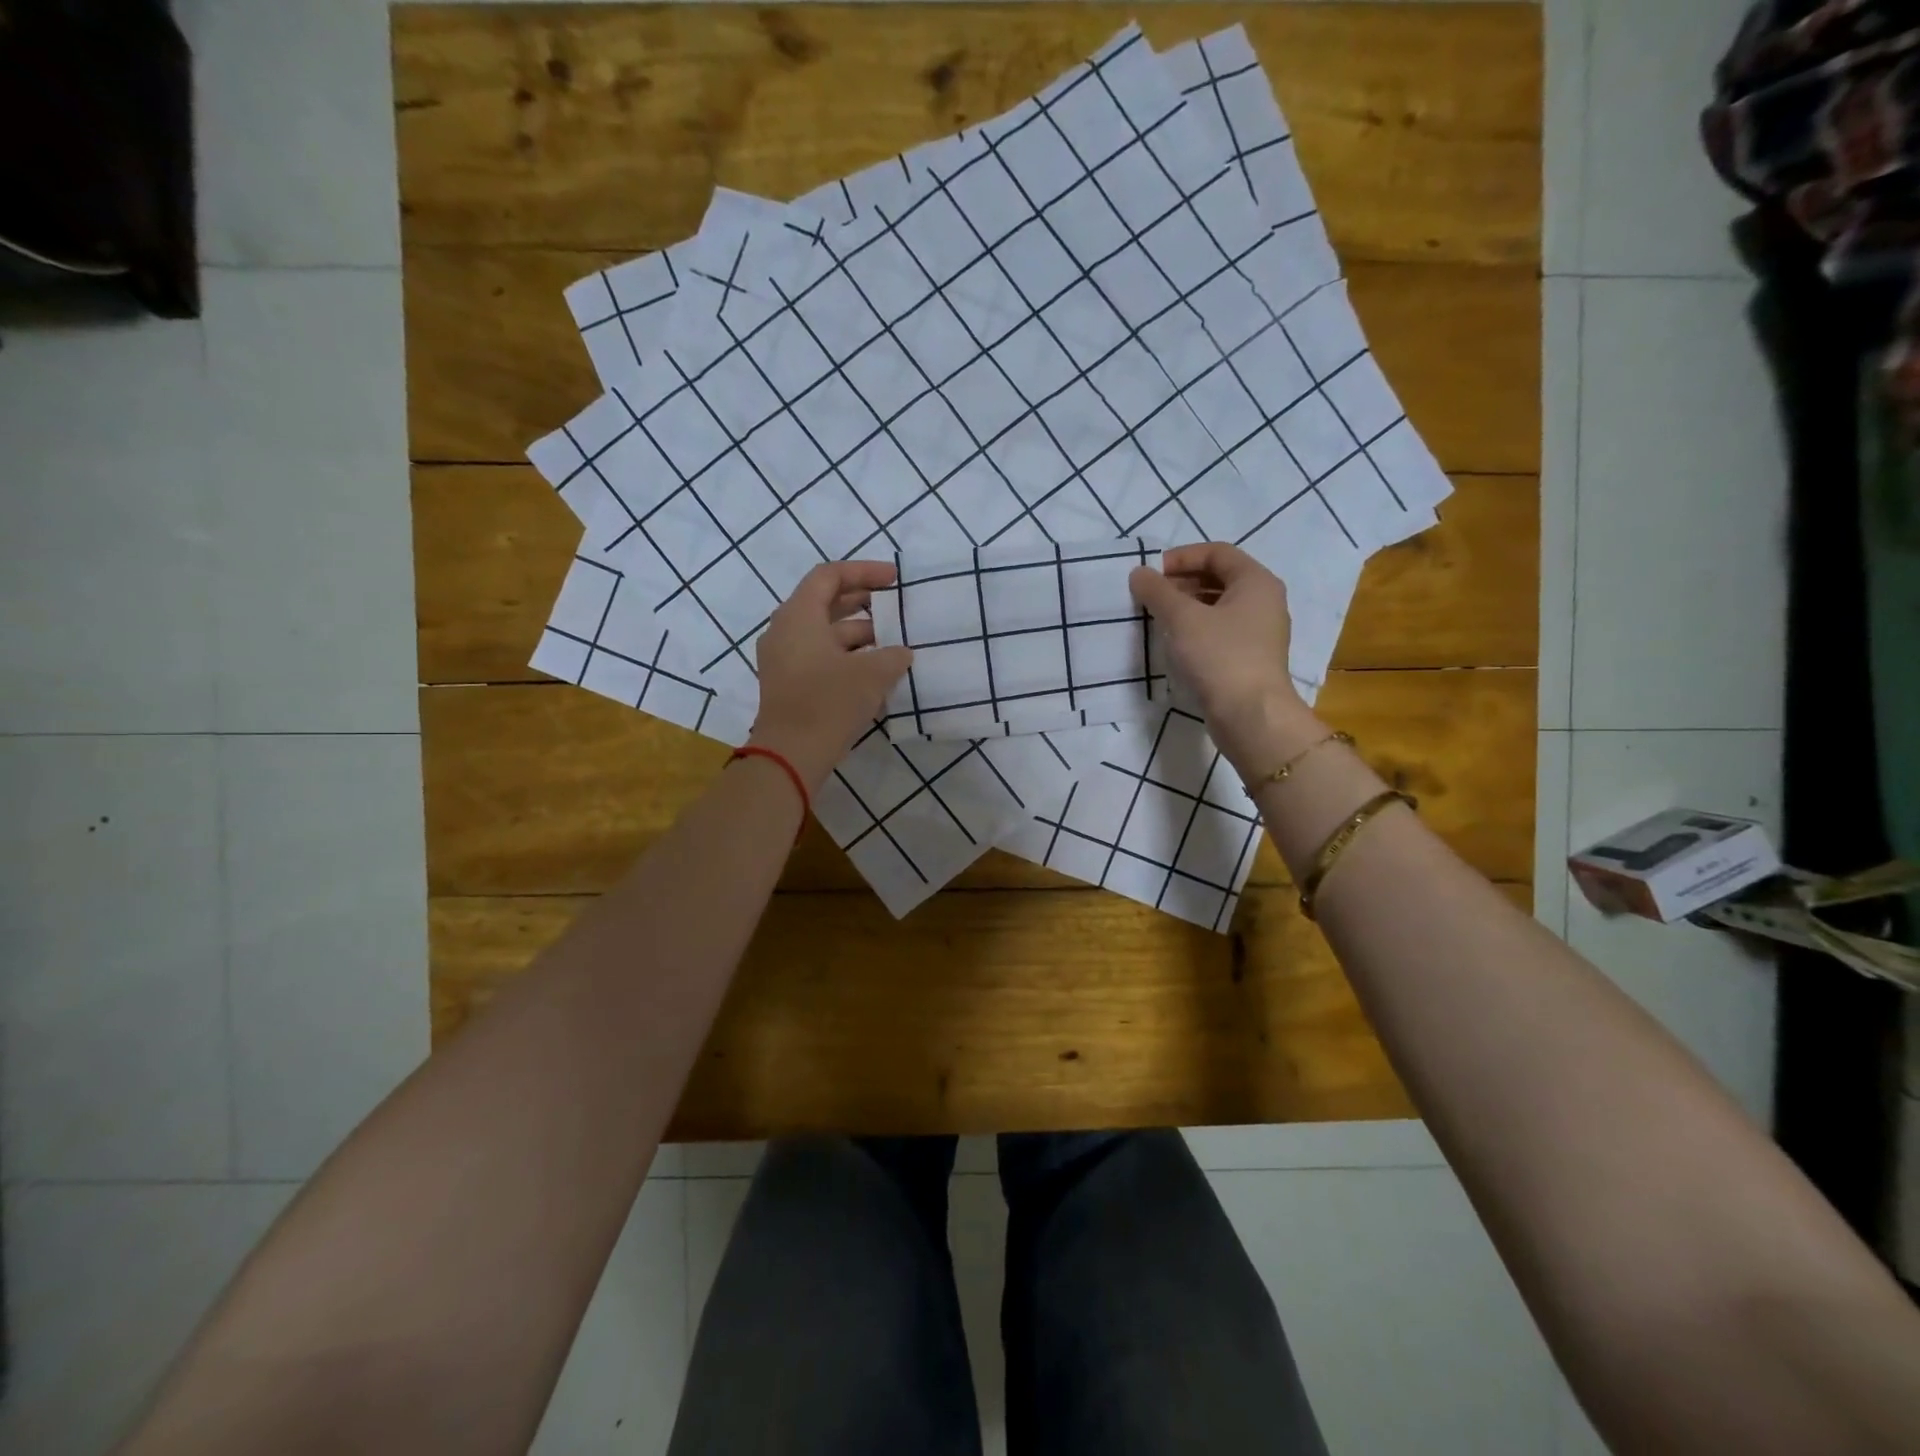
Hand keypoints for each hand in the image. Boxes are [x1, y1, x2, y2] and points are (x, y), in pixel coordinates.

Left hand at [750, 561, 912, 790]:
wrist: (791, 754)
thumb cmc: (829, 702)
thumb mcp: (872, 674)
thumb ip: (892, 656)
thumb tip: (900, 653)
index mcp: (799, 616)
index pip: (829, 576)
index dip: (864, 572)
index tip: (894, 579)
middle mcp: (786, 631)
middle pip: (825, 603)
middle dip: (863, 602)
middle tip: (895, 606)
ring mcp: (784, 659)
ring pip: (825, 633)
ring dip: (859, 634)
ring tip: (894, 643)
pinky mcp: (789, 684)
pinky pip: (820, 656)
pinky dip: (847, 656)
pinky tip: (876, 671)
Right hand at [1129, 543, 1318, 775]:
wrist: (1250, 715)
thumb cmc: (1219, 656)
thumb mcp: (1182, 619)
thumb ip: (1157, 591)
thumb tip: (1139, 573)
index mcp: (1256, 581)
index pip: (1217, 552)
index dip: (1181, 557)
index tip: (1151, 573)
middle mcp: (1264, 601)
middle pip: (1219, 577)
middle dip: (1182, 582)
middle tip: (1150, 595)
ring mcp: (1260, 632)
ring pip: (1218, 606)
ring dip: (1186, 606)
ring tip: (1157, 618)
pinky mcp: (1250, 658)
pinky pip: (1220, 630)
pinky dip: (1196, 628)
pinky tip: (1174, 642)